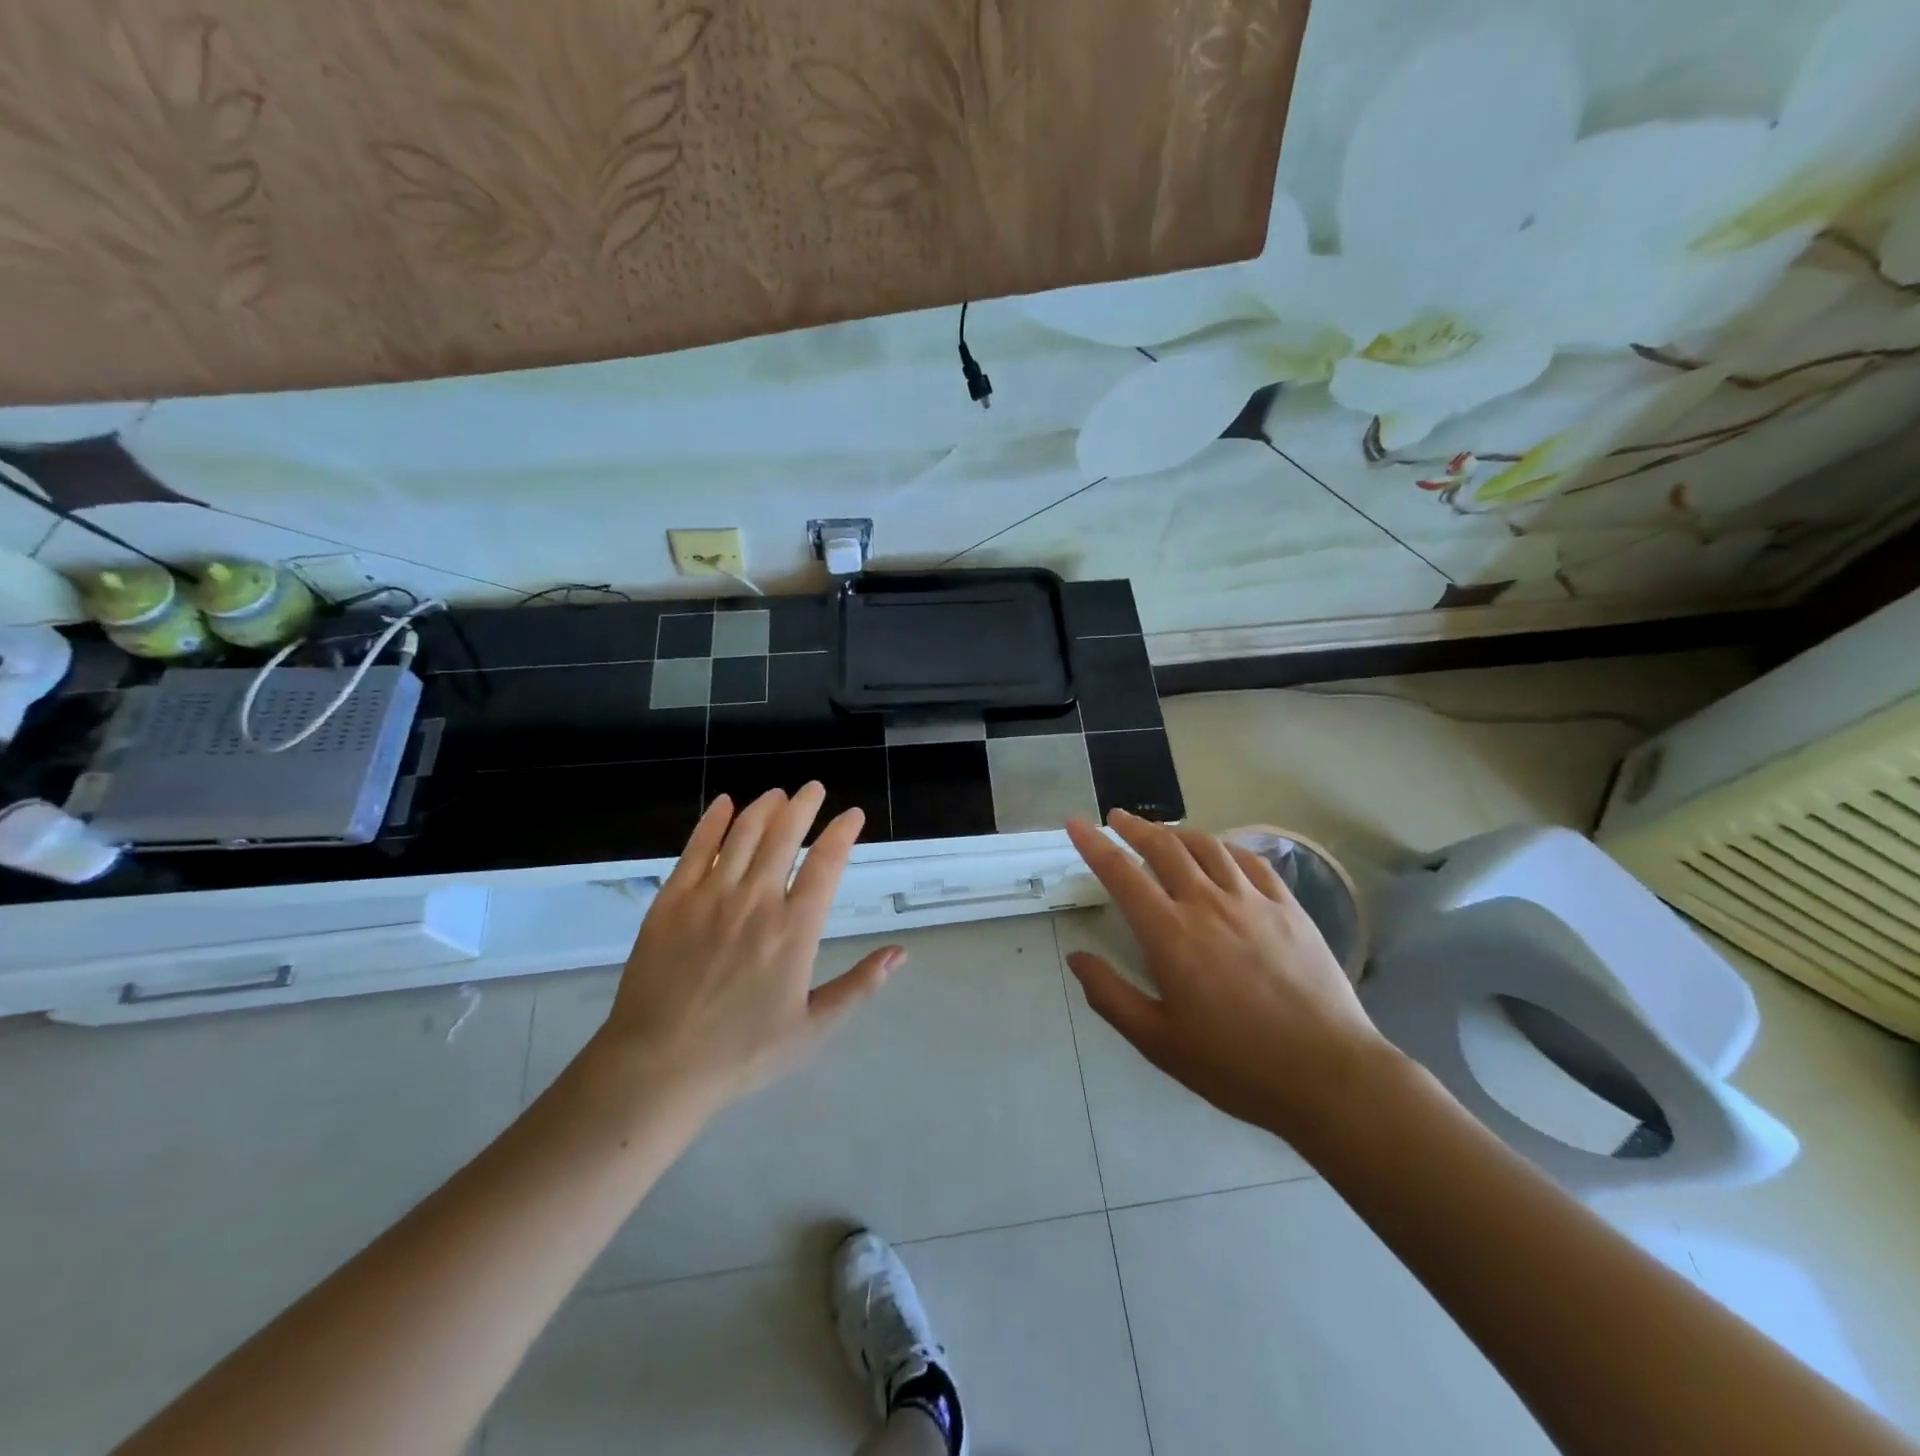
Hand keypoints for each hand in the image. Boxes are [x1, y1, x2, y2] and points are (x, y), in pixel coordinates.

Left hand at [590, 785, 903, 1112]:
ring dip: (764, 808)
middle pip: (784, 835)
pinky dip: (712, 821)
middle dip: (803, 806)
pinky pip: (696, 848)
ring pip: (742, 834)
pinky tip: (724, 804)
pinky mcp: (672, 901)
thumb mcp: (812, 1029)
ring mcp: (710, 896)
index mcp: (794, 930)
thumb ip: (858, 986)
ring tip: (778, 794)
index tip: (853, 815)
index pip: (826, 864)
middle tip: (813, 789)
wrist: (658, 1066)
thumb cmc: (741, 1053)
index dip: (842, 832)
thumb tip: (899, 953)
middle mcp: (756, 901)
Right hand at [1063, 810, 1392, 1139]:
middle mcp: (1207, 904)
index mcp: (1170, 934)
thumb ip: (1110, 996)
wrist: (1329, 1075)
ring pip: (1207, 846)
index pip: (1121, 873)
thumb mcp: (1158, 1041)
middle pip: (1164, 847)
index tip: (1076, 823)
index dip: (1094, 844)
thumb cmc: (1235, 1065)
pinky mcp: (1289, 908)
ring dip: (1177, 831)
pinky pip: (1251, 862)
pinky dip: (1225, 847)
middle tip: (1116, 818)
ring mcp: (1253, 901)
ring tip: (1162, 832)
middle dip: (1134, 827)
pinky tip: (1219, 852)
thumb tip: (1077, 957)